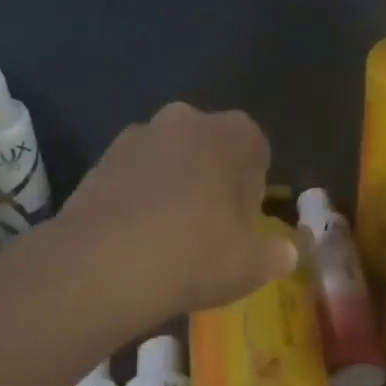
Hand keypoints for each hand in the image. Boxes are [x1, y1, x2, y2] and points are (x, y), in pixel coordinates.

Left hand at [59, 102, 297, 320]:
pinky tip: (138, 237)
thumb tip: (285, 253)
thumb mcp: (252, 265)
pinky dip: (140, 197)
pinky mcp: (100, 160)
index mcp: (233, 133)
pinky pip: (134, 176)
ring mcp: (138, 135)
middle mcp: (186, 120)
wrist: (104, 265)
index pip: (256, 150)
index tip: (245, 222)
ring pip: (169, 159)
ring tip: (170, 235)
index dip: (253, 188)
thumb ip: (275, 255)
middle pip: (210, 148)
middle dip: (213, 179)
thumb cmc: (197, 254)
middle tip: (211, 227)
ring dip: (174, 185)